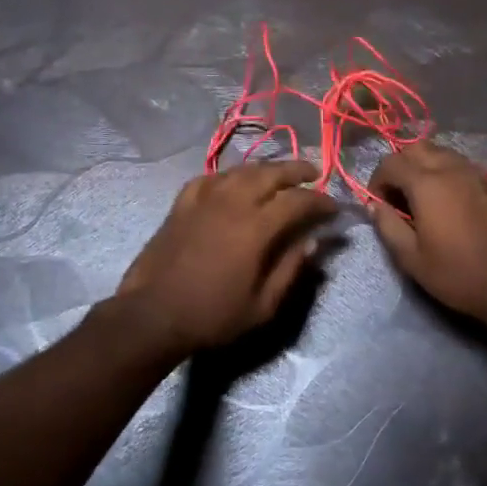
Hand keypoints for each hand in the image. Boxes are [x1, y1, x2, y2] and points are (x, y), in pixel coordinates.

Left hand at [117, 161, 337, 356]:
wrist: (153, 315)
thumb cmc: (212, 316)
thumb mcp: (263, 305)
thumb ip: (291, 269)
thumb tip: (314, 241)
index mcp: (256, 227)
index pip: (297, 201)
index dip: (320, 200)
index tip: (333, 207)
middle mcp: (232, 203)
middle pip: (270, 173)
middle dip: (296, 170)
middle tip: (313, 173)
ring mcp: (203, 200)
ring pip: (240, 170)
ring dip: (265, 169)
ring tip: (279, 174)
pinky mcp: (181, 206)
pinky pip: (209, 179)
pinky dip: (228, 176)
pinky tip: (232, 182)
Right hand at [368, 142, 486, 324]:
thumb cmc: (457, 273)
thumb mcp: (411, 258)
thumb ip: (388, 226)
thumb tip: (374, 206)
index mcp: (427, 184)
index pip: (390, 163)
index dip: (376, 181)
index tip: (378, 204)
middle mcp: (450, 168)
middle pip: (415, 148)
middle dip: (399, 166)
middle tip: (397, 196)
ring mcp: (474, 173)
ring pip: (439, 152)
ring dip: (422, 166)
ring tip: (420, 197)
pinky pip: (458, 164)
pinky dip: (443, 172)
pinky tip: (445, 201)